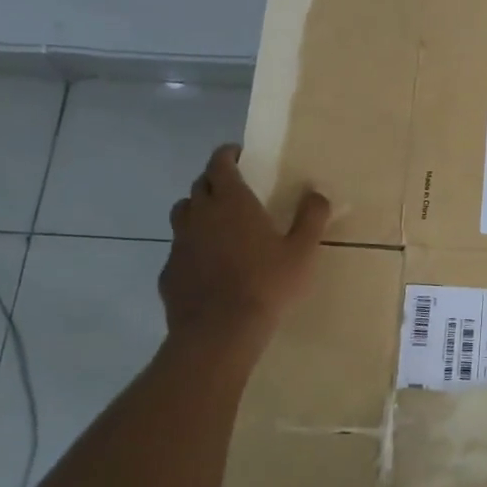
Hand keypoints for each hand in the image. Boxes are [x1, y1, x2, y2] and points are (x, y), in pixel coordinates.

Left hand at [159, 144, 330, 336]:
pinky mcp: (169, 271)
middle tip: (233, 189)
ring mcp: (179, 243)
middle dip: (214, 180)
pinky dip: (191, 246)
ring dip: (197, 209)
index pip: (219, 163)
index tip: (238, 155)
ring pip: (182, 213)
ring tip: (216, 222)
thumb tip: (317, 194)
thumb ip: (312, 218)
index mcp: (232, 201)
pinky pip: (178, 248)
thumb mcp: (302, 251)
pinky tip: (207, 263)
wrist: (219, 331)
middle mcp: (200, 215)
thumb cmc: (266, 284)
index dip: (227, 155)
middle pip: (199, 185)